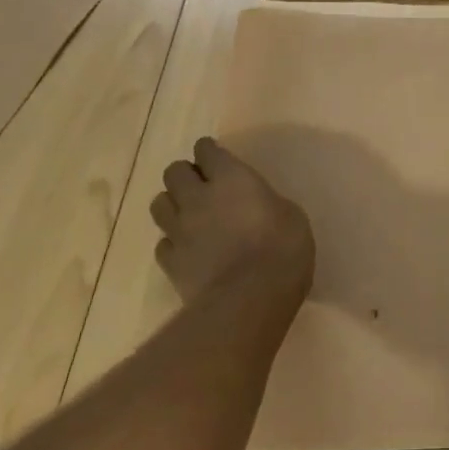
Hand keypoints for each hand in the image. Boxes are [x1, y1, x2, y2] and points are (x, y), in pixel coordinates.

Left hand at [151, 138, 314, 306]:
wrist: (251, 299)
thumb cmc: (283, 248)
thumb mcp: (289, 214)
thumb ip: (265, 202)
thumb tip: (257, 206)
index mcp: (231, 178)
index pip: (206, 150)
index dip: (209, 152)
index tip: (215, 157)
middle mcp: (198, 198)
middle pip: (173, 172)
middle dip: (185, 175)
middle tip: (202, 186)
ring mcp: (180, 231)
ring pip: (159, 204)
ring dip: (172, 204)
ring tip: (189, 215)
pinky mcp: (171, 263)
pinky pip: (163, 244)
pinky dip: (172, 243)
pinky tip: (187, 250)